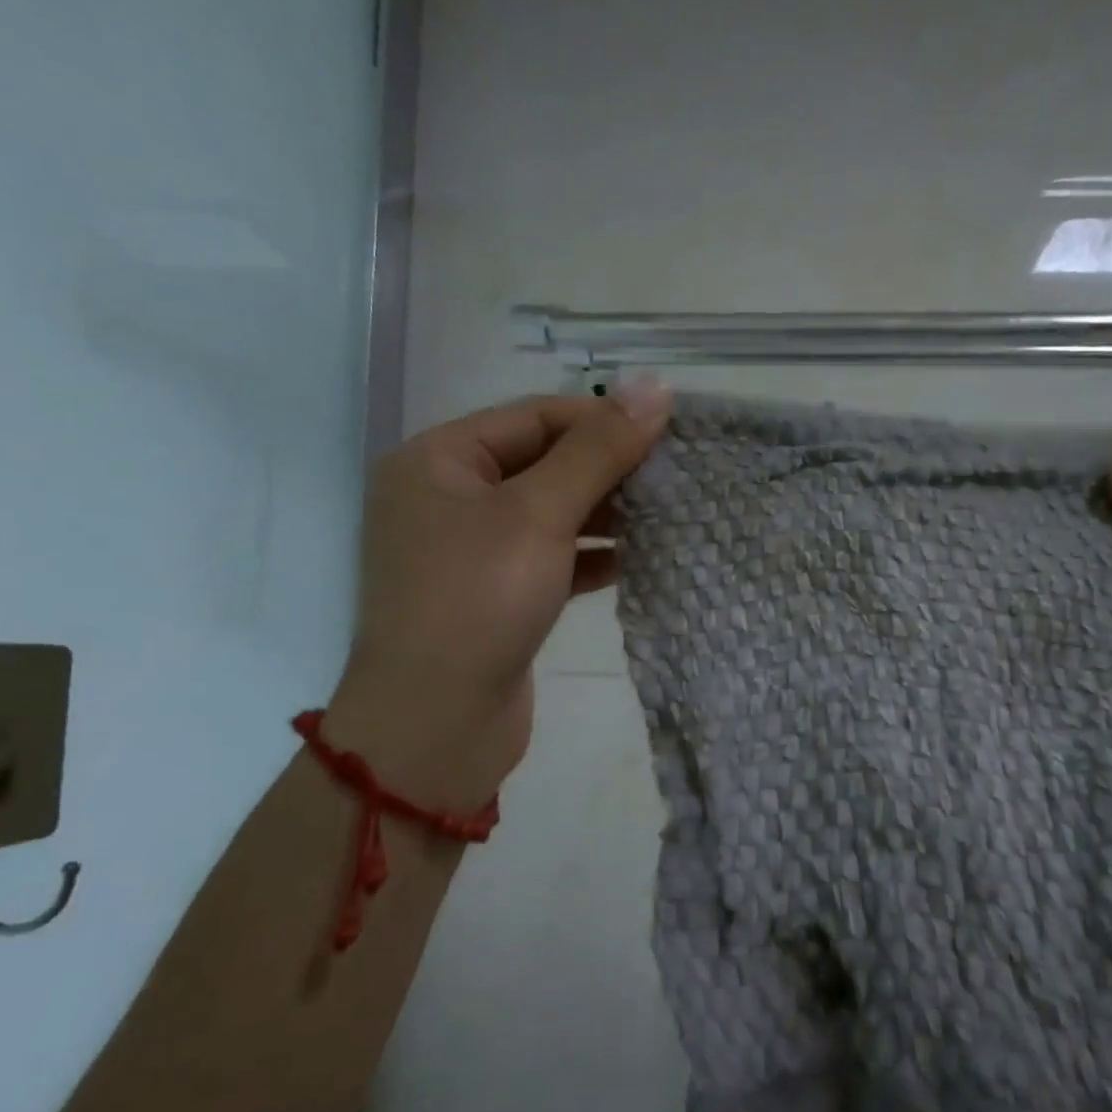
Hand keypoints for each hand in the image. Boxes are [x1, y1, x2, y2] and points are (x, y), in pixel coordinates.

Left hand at [324, 384, 672, 809]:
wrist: (436, 724)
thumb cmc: (478, 601)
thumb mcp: (539, 515)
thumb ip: (598, 451)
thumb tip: (655, 387)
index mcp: (439, 461)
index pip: (534, 417)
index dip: (602, 419)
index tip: (668, 430)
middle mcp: (449, 499)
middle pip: (542, 463)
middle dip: (607, 468)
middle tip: (675, 474)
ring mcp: (472, 552)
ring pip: (550, 514)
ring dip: (605, 514)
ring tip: (666, 512)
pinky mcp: (497, 597)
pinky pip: (551, 559)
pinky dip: (590, 557)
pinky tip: (636, 559)